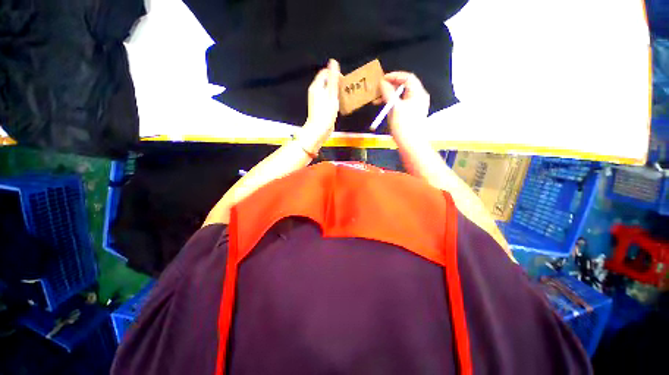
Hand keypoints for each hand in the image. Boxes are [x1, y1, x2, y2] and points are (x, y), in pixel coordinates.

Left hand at [300, 59, 340, 152]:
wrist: (318, 131)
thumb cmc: (325, 113)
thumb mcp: (331, 95)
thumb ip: (333, 79)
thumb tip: (333, 62)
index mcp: (316, 86)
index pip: (325, 72)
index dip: (335, 75)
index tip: (343, 83)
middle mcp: (315, 91)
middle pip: (327, 81)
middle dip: (336, 84)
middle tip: (344, 91)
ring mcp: (316, 99)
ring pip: (327, 90)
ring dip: (336, 92)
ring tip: (342, 99)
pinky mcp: (319, 107)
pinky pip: (327, 98)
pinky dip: (333, 99)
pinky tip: (337, 106)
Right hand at [377, 72, 429, 145]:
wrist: (411, 145)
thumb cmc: (404, 125)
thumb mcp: (394, 107)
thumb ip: (388, 93)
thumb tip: (382, 82)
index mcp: (418, 93)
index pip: (407, 78)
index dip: (394, 76)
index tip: (382, 79)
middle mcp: (418, 98)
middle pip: (404, 86)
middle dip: (389, 87)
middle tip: (377, 91)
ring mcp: (414, 107)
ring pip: (401, 96)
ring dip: (388, 97)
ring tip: (377, 102)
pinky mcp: (410, 115)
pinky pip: (400, 105)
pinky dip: (392, 104)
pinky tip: (384, 109)